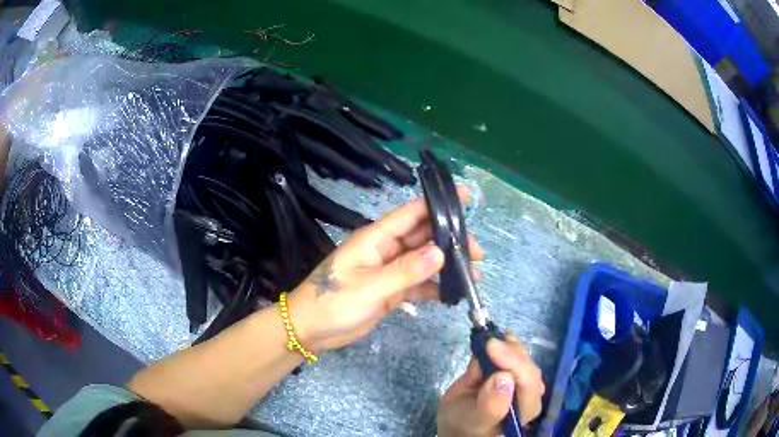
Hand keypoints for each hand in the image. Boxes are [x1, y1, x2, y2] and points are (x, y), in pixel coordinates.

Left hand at [288, 187, 484, 351]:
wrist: (309, 331)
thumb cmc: (332, 303)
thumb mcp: (369, 287)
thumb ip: (405, 271)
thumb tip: (440, 252)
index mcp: (376, 238)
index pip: (411, 213)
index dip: (439, 204)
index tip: (467, 197)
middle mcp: (385, 250)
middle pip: (424, 237)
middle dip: (451, 241)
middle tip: (478, 254)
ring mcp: (388, 271)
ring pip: (424, 261)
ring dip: (447, 266)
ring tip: (473, 276)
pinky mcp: (390, 291)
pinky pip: (418, 284)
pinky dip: (435, 287)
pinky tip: (452, 294)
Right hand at [438, 336, 544, 436]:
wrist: (457, 420)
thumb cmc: (464, 424)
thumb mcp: (472, 419)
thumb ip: (490, 406)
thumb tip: (504, 377)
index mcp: (524, 411)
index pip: (528, 384)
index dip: (513, 363)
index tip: (490, 347)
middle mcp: (530, 395)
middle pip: (528, 367)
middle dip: (510, 352)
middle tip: (487, 342)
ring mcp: (523, 380)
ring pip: (523, 357)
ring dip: (507, 346)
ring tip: (487, 341)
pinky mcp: (515, 370)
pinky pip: (515, 353)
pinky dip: (504, 344)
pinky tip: (491, 343)